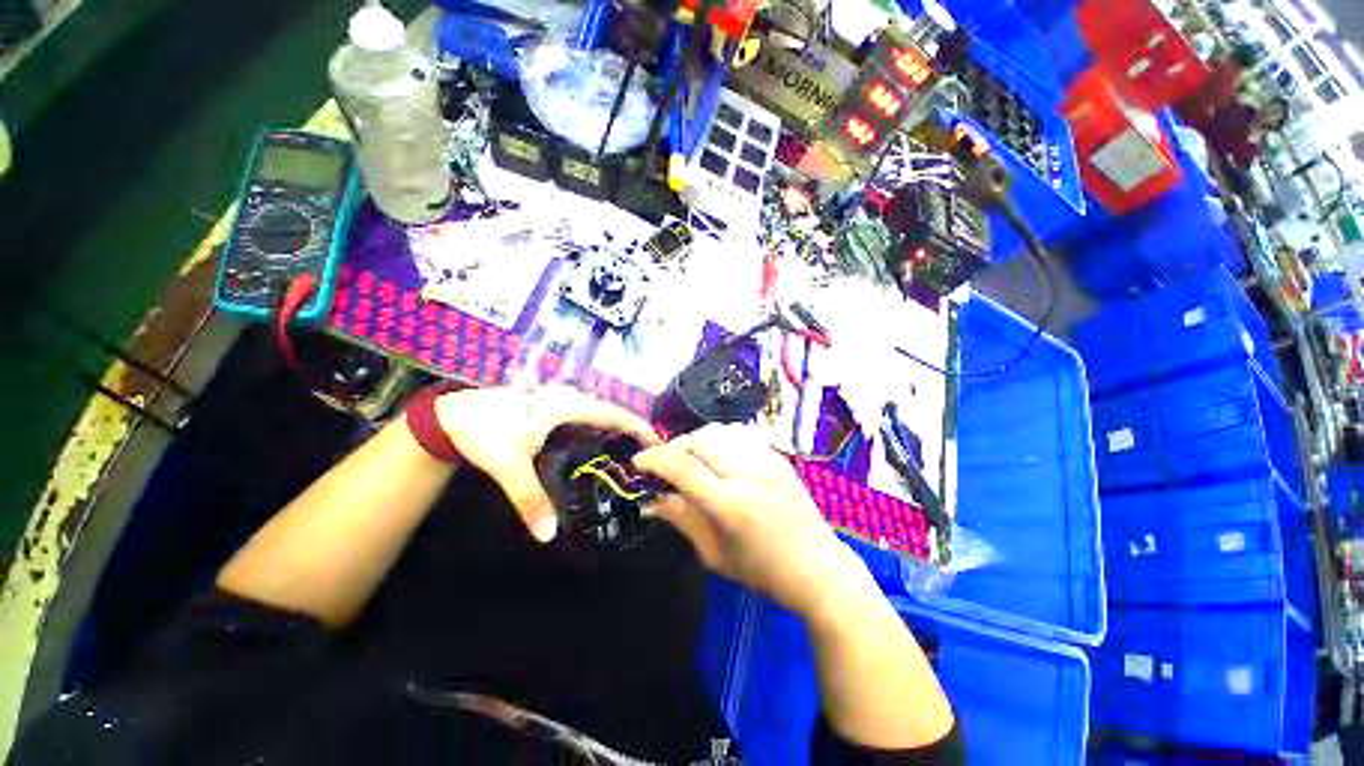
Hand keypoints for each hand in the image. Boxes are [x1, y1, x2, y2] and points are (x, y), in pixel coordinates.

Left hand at [436, 386, 658, 541]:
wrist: (453, 415)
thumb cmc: (484, 434)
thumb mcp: (508, 466)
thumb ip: (529, 499)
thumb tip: (549, 536)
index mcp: (566, 405)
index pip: (614, 413)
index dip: (638, 426)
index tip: (659, 442)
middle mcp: (570, 397)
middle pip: (612, 411)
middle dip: (633, 430)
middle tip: (651, 454)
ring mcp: (561, 399)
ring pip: (600, 412)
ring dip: (618, 428)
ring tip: (634, 452)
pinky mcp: (553, 405)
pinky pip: (588, 415)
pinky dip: (602, 428)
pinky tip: (603, 445)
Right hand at [632, 424, 861, 616]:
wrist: (819, 567)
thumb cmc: (763, 571)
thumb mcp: (714, 555)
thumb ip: (681, 519)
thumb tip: (648, 500)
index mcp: (731, 506)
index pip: (683, 467)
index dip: (654, 458)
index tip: (638, 461)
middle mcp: (749, 474)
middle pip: (700, 440)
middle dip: (675, 447)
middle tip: (666, 465)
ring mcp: (768, 460)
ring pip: (719, 430)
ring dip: (696, 440)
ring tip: (690, 459)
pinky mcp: (777, 455)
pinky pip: (739, 432)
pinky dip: (718, 438)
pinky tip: (716, 455)